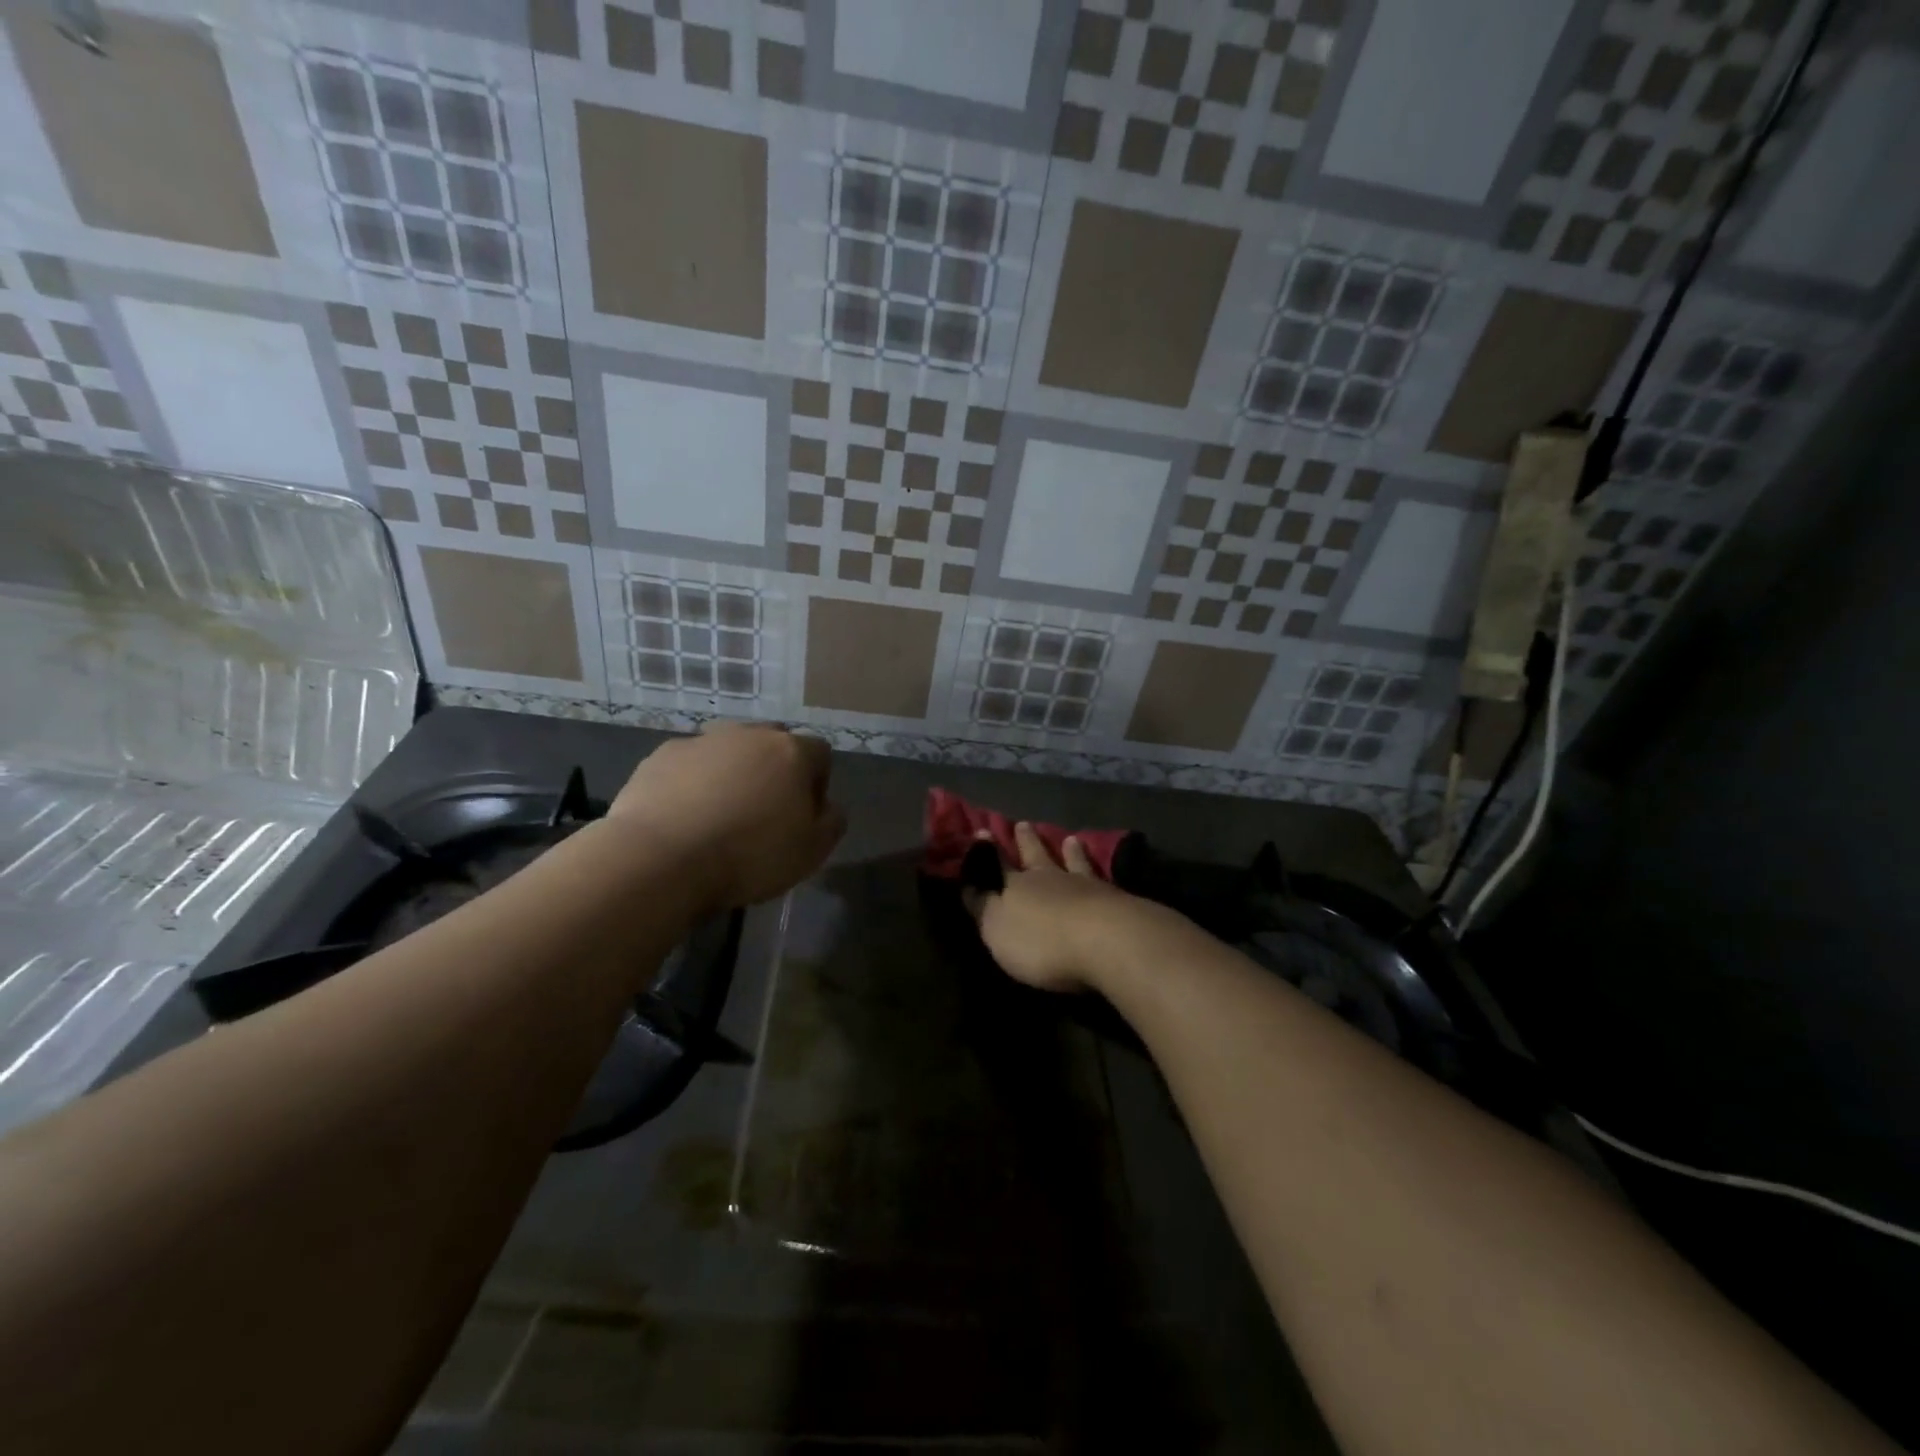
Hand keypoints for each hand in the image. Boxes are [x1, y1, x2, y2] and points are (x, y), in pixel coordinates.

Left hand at [608, 722, 844, 910]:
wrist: (660, 858)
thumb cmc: (749, 855)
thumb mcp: (812, 852)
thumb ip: (831, 822)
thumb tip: (828, 807)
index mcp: (791, 752)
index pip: (820, 753)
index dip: (817, 783)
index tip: (804, 816)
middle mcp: (749, 734)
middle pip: (773, 744)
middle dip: (774, 771)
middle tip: (764, 812)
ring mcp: (702, 741)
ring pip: (729, 751)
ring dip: (732, 773)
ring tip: (720, 815)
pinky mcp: (662, 755)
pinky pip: (690, 764)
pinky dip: (693, 782)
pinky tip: (684, 817)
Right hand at [963, 822, 1148, 992]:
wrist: (1105, 941)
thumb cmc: (1041, 942)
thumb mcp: (997, 929)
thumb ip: (983, 906)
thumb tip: (968, 883)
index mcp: (1015, 886)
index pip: (996, 864)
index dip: (987, 850)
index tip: (982, 831)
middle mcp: (1048, 878)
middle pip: (1035, 855)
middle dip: (1026, 841)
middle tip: (1023, 823)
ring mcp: (1084, 885)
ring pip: (1072, 861)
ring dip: (1068, 851)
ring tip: (1069, 839)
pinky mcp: (1113, 898)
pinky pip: (1100, 876)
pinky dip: (1097, 867)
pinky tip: (1103, 867)